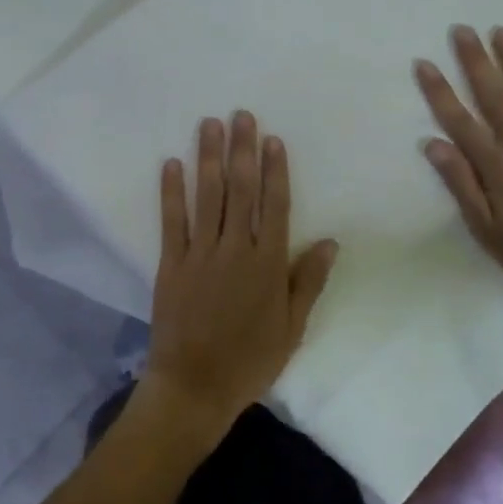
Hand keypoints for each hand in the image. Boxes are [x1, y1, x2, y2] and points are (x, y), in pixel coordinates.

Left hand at [140, 111, 339, 441]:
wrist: (194, 388)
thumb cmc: (249, 360)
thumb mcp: (292, 327)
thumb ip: (308, 281)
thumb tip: (331, 241)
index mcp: (268, 264)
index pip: (275, 205)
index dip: (274, 170)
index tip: (273, 139)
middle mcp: (236, 249)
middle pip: (240, 190)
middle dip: (241, 150)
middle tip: (241, 115)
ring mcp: (200, 254)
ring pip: (207, 196)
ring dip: (208, 158)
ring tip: (209, 124)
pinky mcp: (171, 263)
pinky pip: (172, 221)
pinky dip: (171, 192)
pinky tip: (171, 164)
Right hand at [416, 25, 502, 299]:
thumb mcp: (485, 228)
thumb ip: (461, 183)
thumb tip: (433, 144)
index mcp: (495, 165)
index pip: (459, 120)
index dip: (439, 90)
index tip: (424, 63)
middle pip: (493, 94)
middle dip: (475, 60)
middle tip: (462, 30)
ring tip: (501, 31)